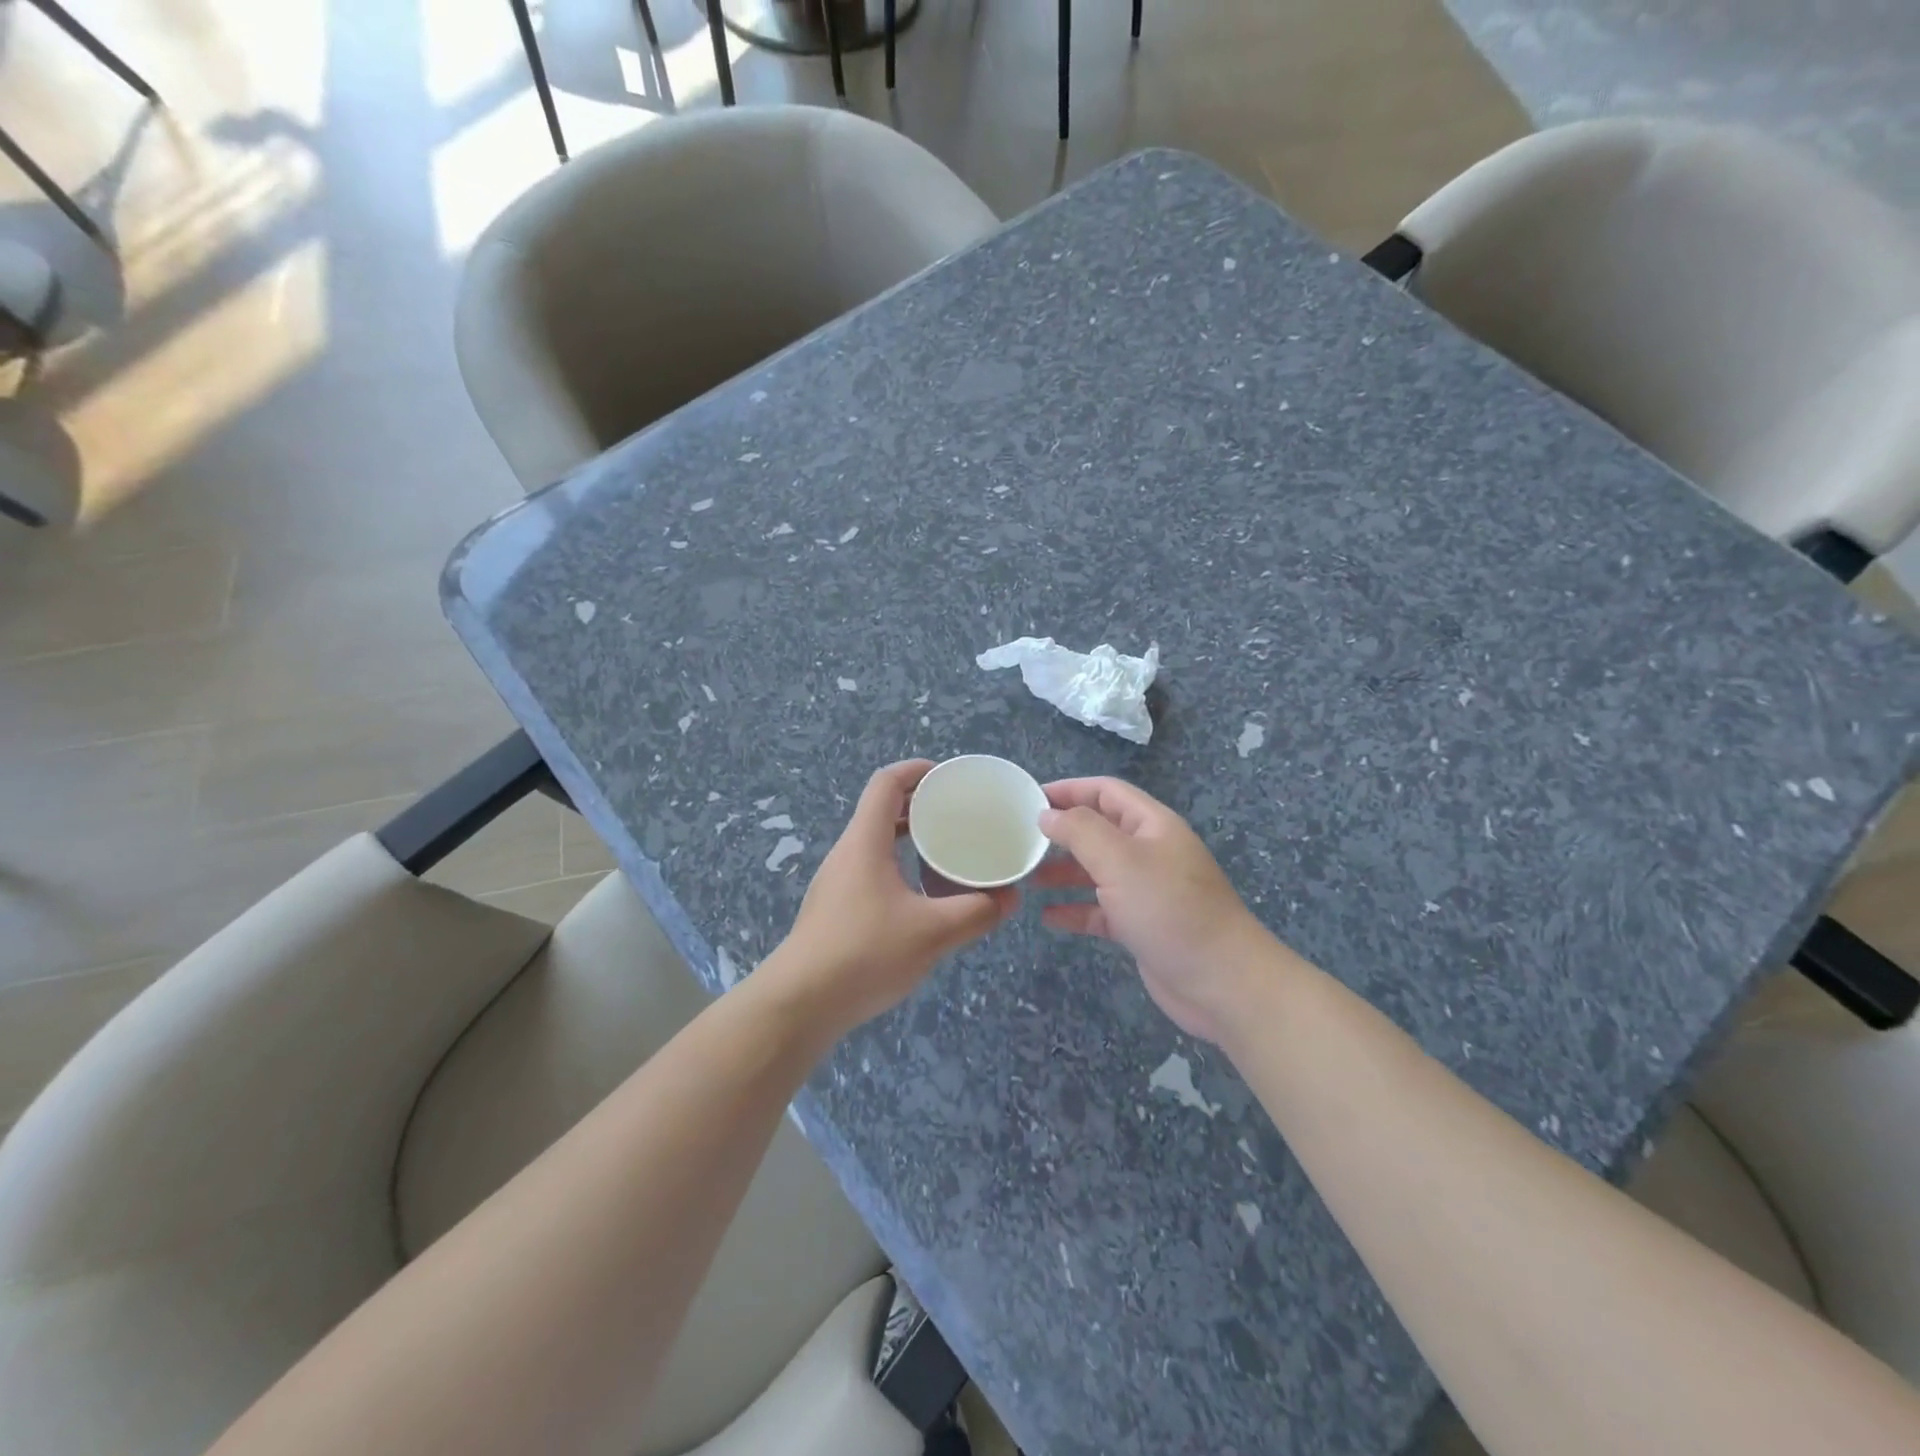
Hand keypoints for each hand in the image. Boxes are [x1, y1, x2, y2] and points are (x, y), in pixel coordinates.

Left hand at [767, 761, 1018, 1032]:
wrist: (800, 1005)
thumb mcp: (932, 933)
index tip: (949, 777)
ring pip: (878, 844)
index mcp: (864, 842)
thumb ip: (976, 912)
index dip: (916, 770)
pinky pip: (874, 872)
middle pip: (882, 811)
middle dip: (922, 806)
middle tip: (960, 816)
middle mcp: (848, 854)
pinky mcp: (838, 910)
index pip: (886, 783)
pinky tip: (925, 899)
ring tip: (949, 853)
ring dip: (912, 840)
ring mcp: (839, 882)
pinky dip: (902, 868)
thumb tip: (1009, 898)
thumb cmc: (864, 954)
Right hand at [1035, 777, 1284, 1042]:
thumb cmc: (1169, 909)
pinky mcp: (1142, 926)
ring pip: (1097, 871)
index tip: (1029, 798)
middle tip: (1021, 840)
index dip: (1069, 789)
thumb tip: (1047, 814)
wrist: (1222, 982)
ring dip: (1064, 872)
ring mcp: (1147, 891)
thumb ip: (1080, 831)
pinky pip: (1102, 911)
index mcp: (1152, 825)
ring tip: (1028, 878)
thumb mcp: (1120, 860)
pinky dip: (1076, 910)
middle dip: (1062, 833)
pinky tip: (1049, 917)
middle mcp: (1150, 852)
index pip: (1105, 792)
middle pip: (1099, 830)